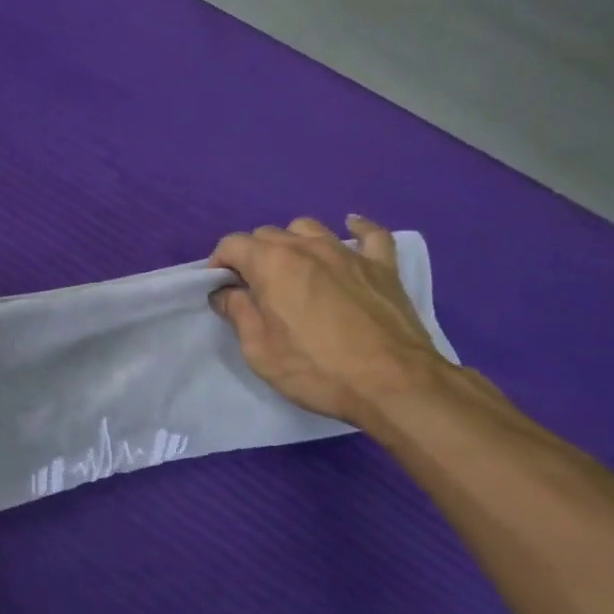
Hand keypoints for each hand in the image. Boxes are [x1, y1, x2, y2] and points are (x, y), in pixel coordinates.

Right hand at [210, 216, 448, 427]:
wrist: (394, 385)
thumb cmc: (317, 369)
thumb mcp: (259, 350)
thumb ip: (238, 313)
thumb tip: (225, 292)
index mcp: (272, 264)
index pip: (232, 245)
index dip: (219, 263)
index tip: (221, 289)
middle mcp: (307, 247)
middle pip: (268, 234)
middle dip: (253, 255)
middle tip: (255, 289)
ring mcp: (348, 253)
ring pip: (310, 228)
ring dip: (293, 242)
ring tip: (294, 269)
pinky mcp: (382, 267)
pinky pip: (371, 234)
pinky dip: (358, 229)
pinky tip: (351, 230)